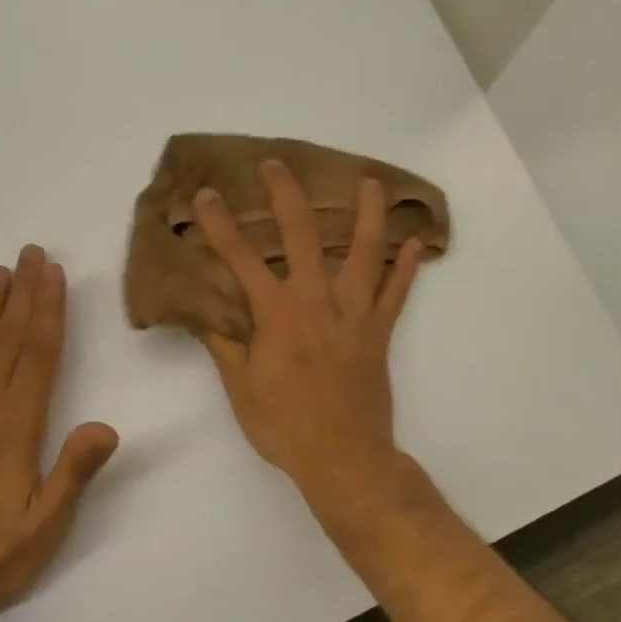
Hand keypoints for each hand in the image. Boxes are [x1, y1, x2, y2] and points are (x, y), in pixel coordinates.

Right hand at [195, 160, 423, 504]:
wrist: (343, 456)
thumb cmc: (284, 425)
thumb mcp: (240, 388)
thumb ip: (224, 344)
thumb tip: (204, 313)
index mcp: (277, 314)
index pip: (241, 258)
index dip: (221, 225)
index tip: (208, 195)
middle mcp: (316, 301)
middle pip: (302, 235)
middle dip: (286, 195)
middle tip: (277, 165)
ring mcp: (355, 313)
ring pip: (365, 252)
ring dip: (368, 214)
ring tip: (371, 183)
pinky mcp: (380, 332)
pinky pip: (397, 293)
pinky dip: (407, 267)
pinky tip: (417, 242)